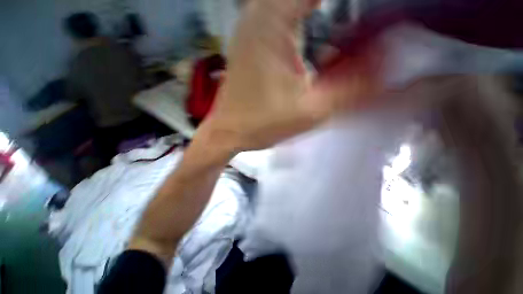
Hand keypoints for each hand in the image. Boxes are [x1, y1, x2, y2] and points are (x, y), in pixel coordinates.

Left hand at [199, 0, 382, 151]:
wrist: (229, 132)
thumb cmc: (261, 124)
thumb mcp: (310, 110)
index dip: (354, 5)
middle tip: (357, 30)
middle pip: (306, 0)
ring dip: (319, 13)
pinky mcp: (250, 43)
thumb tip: (393, 71)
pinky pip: (281, 16)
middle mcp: (258, 12)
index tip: (372, 12)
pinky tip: (315, 39)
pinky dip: (303, 20)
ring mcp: (251, 27)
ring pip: (292, 5)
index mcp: (271, 18)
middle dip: (337, 11)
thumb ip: (353, 90)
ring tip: (344, 33)